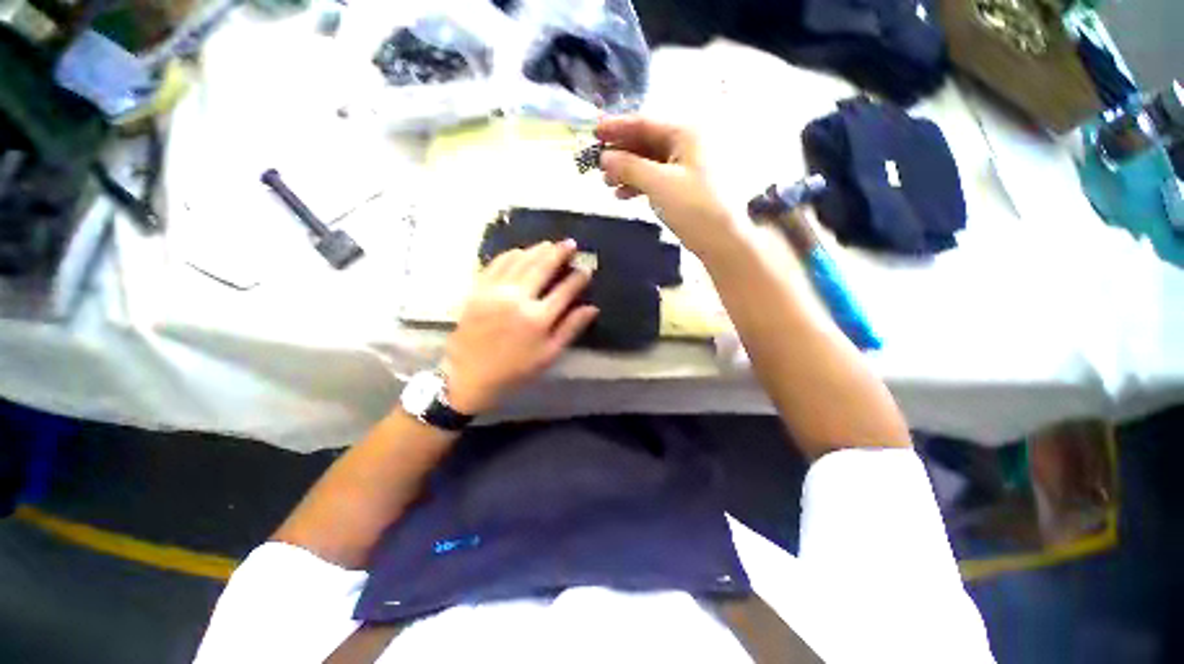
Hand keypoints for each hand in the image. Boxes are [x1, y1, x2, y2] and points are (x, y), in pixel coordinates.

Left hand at [442, 240, 598, 413]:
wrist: (469, 375)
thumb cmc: (515, 369)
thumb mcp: (549, 355)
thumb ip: (571, 329)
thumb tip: (592, 308)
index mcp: (538, 318)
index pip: (565, 290)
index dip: (578, 278)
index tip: (586, 269)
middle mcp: (518, 299)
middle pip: (542, 267)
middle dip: (559, 253)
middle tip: (570, 243)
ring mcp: (495, 291)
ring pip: (520, 261)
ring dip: (537, 250)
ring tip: (550, 244)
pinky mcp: (478, 290)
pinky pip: (496, 264)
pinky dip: (510, 255)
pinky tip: (520, 251)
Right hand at [597, 116, 743, 259]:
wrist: (721, 241)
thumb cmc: (693, 207)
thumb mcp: (659, 184)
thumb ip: (629, 167)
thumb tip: (604, 157)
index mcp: (686, 133)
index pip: (645, 123)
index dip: (617, 127)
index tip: (594, 131)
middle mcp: (688, 143)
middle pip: (647, 142)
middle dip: (621, 153)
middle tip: (597, 164)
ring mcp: (687, 166)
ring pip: (650, 162)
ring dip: (628, 171)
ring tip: (607, 183)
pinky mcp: (685, 186)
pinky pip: (657, 178)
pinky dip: (639, 185)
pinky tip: (623, 195)